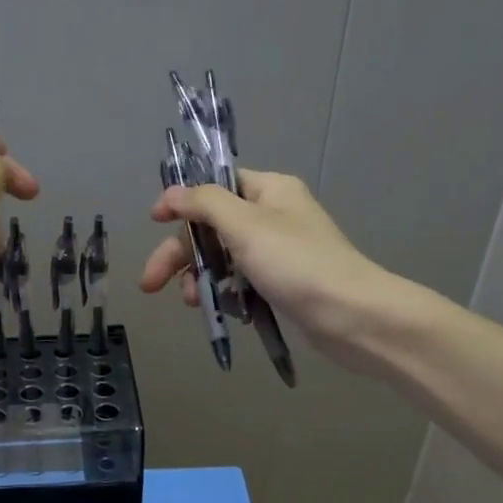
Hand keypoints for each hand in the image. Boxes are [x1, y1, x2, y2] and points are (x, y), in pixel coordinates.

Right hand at [140, 169, 399, 370]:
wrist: (351, 316)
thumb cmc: (296, 263)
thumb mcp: (245, 225)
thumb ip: (204, 204)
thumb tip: (171, 193)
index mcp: (270, 190)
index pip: (216, 186)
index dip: (183, 202)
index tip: (154, 222)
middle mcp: (273, 215)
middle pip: (212, 226)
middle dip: (181, 254)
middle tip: (151, 283)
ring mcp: (278, 251)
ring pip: (223, 257)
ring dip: (200, 277)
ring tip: (191, 302)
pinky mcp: (281, 283)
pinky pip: (240, 281)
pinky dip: (224, 292)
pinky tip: (218, 309)